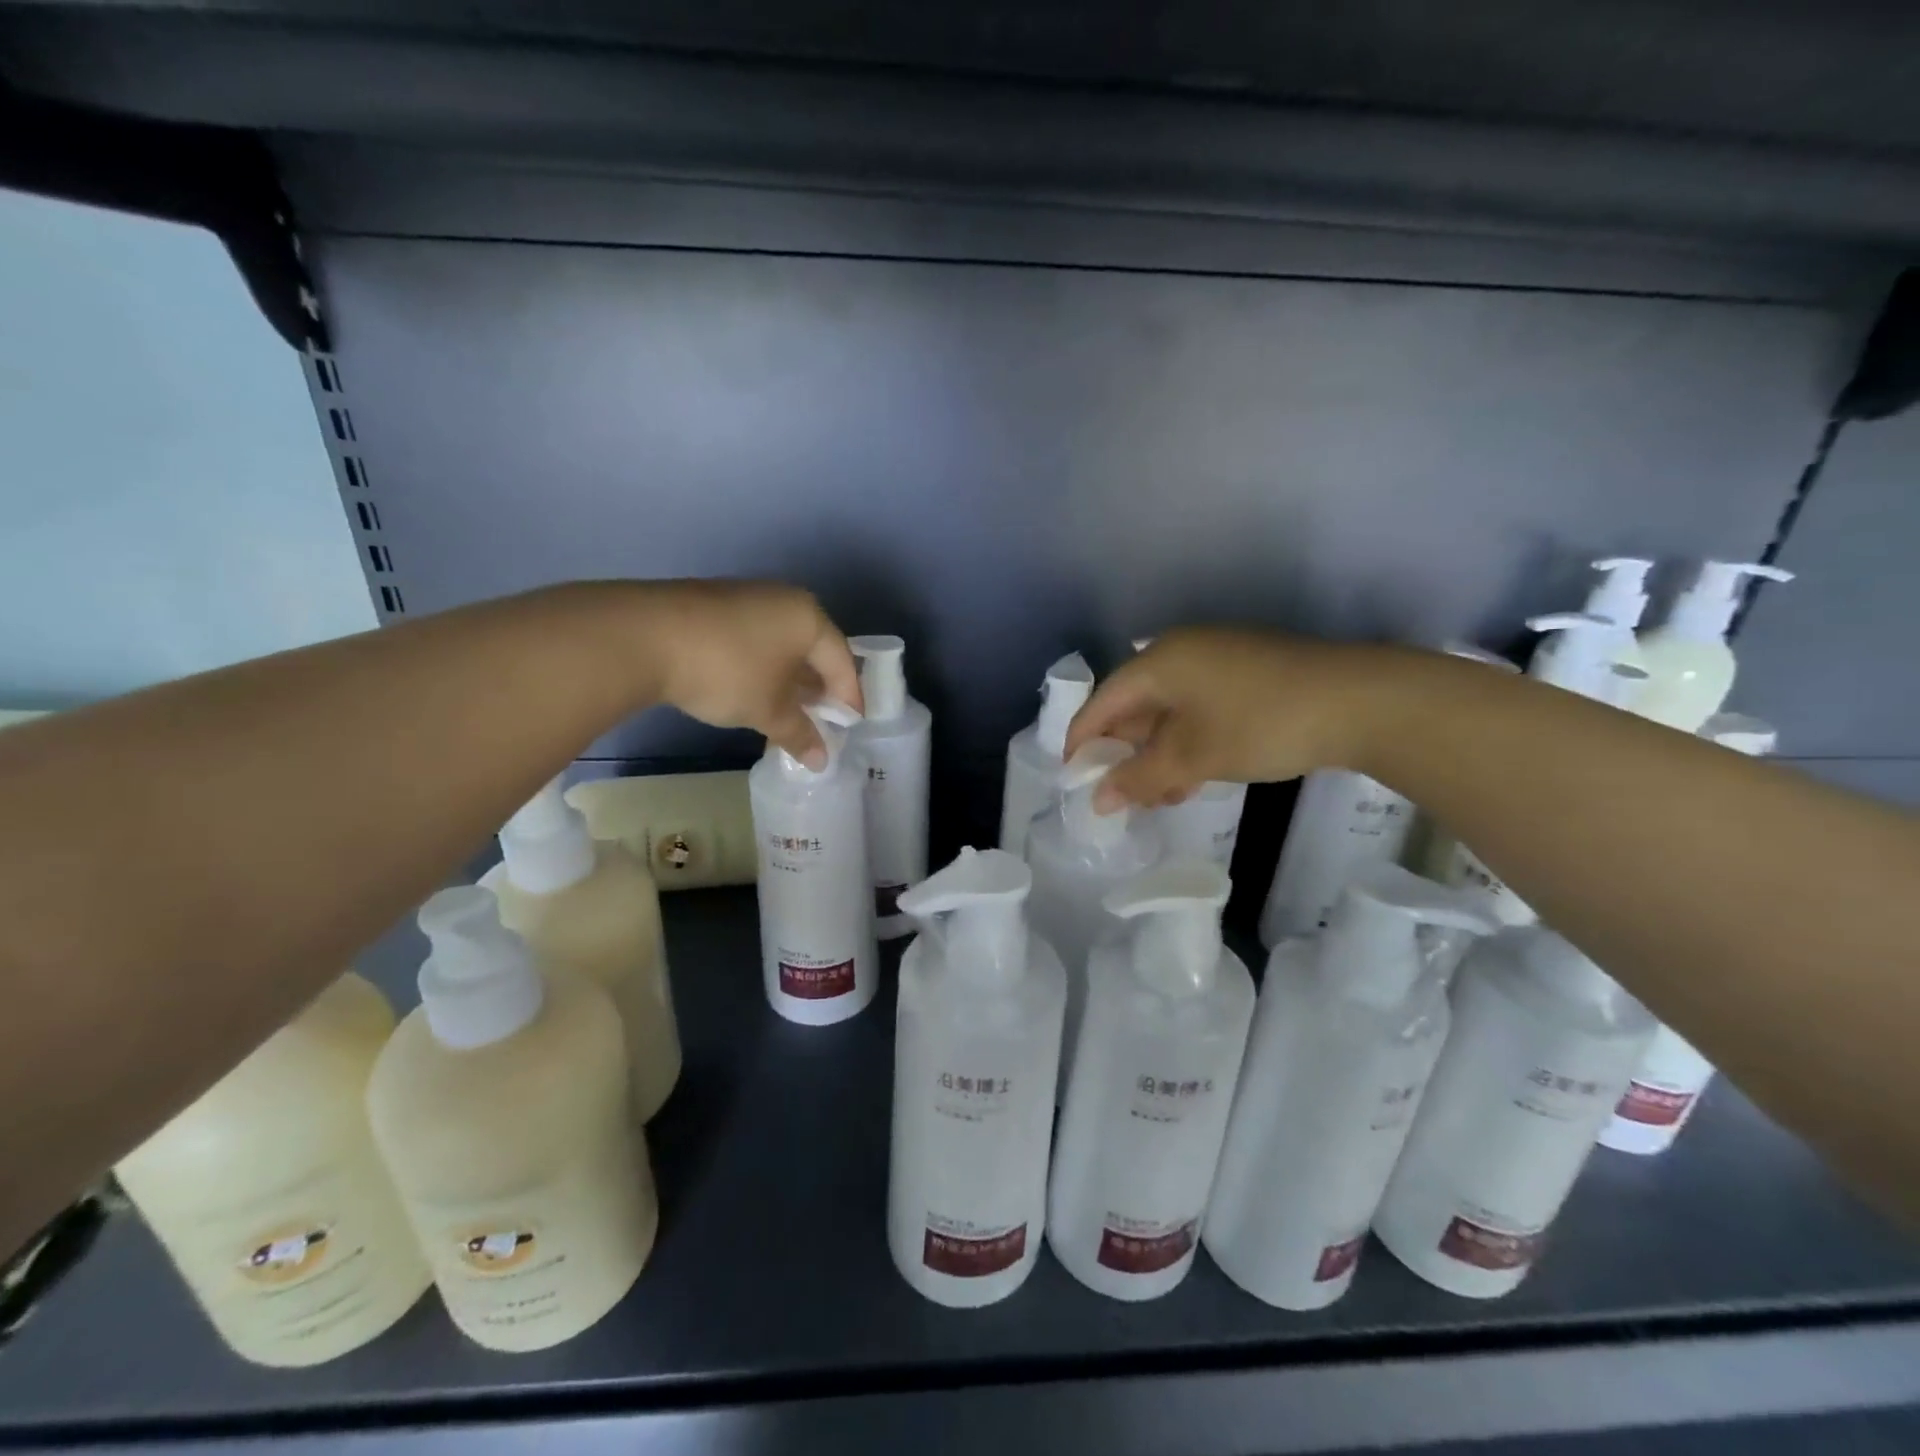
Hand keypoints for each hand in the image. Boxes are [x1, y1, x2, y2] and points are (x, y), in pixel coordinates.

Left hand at [645, 581, 862, 768]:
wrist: (644, 636)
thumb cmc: (728, 671)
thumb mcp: (768, 709)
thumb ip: (799, 733)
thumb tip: (822, 761)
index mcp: (808, 617)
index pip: (842, 660)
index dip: (848, 696)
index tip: (850, 726)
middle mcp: (783, 600)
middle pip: (813, 648)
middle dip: (818, 687)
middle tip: (820, 720)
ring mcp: (746, 598)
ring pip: (781, 644)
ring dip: (788, 679)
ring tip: (786, 711)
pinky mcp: (714, 606)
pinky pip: (754, 640)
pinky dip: (761, 667)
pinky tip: (751, 691)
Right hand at [1065, 627, 1391, 810]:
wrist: (1363, 701)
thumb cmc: (1262, 724)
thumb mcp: (1194, 757)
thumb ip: (1141, 777)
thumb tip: (1099, 799)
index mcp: (1160, 661)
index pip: (1102, 702)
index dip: (1082, 742)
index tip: (1074, 780)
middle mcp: (1182, 652)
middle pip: (1134, 705)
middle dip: (1125, 753)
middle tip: (1122, 796)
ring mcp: (1218, 659)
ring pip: (1169, 711)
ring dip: (1159, 755)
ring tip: (1161, 796)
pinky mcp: (1247, 673)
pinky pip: (1199, 708)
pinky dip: (1188, 743)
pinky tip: (1194, 776)